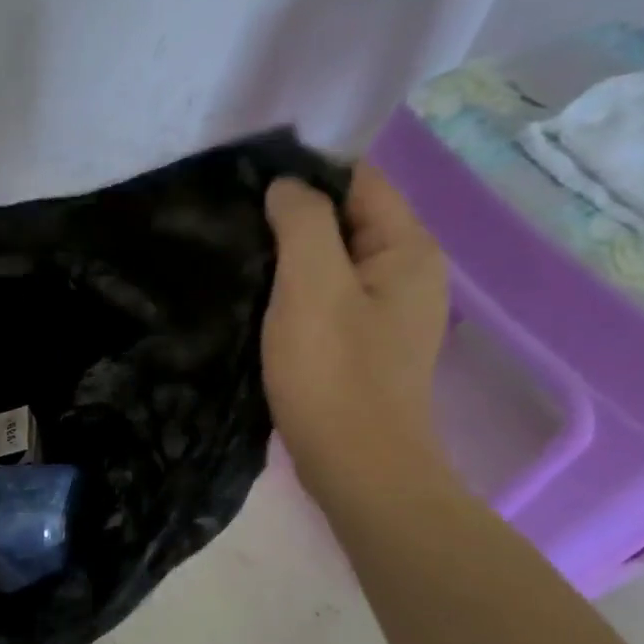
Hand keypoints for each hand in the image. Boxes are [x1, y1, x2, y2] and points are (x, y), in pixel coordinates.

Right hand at [262, 162, 447, 481]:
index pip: (358, 179)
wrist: (356, 466)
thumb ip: (303, 223)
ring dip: (291, 258)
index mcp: (407, 248)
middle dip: (294, 218)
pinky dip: (297, 293)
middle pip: (347, 220)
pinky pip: (330, 298)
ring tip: (240, 262)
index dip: (305, 177)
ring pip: (334, 262)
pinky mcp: (365, 345)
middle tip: (235, 228)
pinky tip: (262, 304)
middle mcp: (408, 273)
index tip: (247, 191)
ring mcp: (389, 313)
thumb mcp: (312, 286)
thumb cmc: (334, 373)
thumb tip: (287, 187)